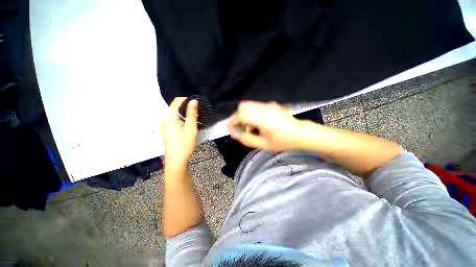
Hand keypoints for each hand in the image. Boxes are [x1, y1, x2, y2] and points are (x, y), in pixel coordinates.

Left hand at [160, 97, 197, 171]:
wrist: (176, 161)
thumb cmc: (184, 144)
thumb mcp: (191, 128)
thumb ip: (192, 114)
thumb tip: (193, 101)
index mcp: (169, 118)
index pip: (176, 102)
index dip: (185, 99)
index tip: (194, 102)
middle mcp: (164, 120)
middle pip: (174, 108)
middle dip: (184, 106)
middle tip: (195, 111)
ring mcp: (163, 126)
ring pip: (173, 114)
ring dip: (182, 113)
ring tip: (191, 117)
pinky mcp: (165, 131)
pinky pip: (172, 120)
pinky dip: (179, 119)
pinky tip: (184, 124)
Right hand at [227, 101, 305, 150]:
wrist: (301, 133)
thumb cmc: (283, 141)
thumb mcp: (264, 145)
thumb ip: (247, 139)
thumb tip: (234, 134)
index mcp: (265, 119)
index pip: (242, 114)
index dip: (233, 121)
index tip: (229, 128)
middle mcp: (266, 108)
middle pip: (243, 106)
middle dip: (237, 117)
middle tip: (238, 128)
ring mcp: (269, 104)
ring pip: (249, 105)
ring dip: (244, 115)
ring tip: (248, 127)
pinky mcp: (271, 104)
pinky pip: (255, 106)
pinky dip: (251, 113)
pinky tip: (256, 123)